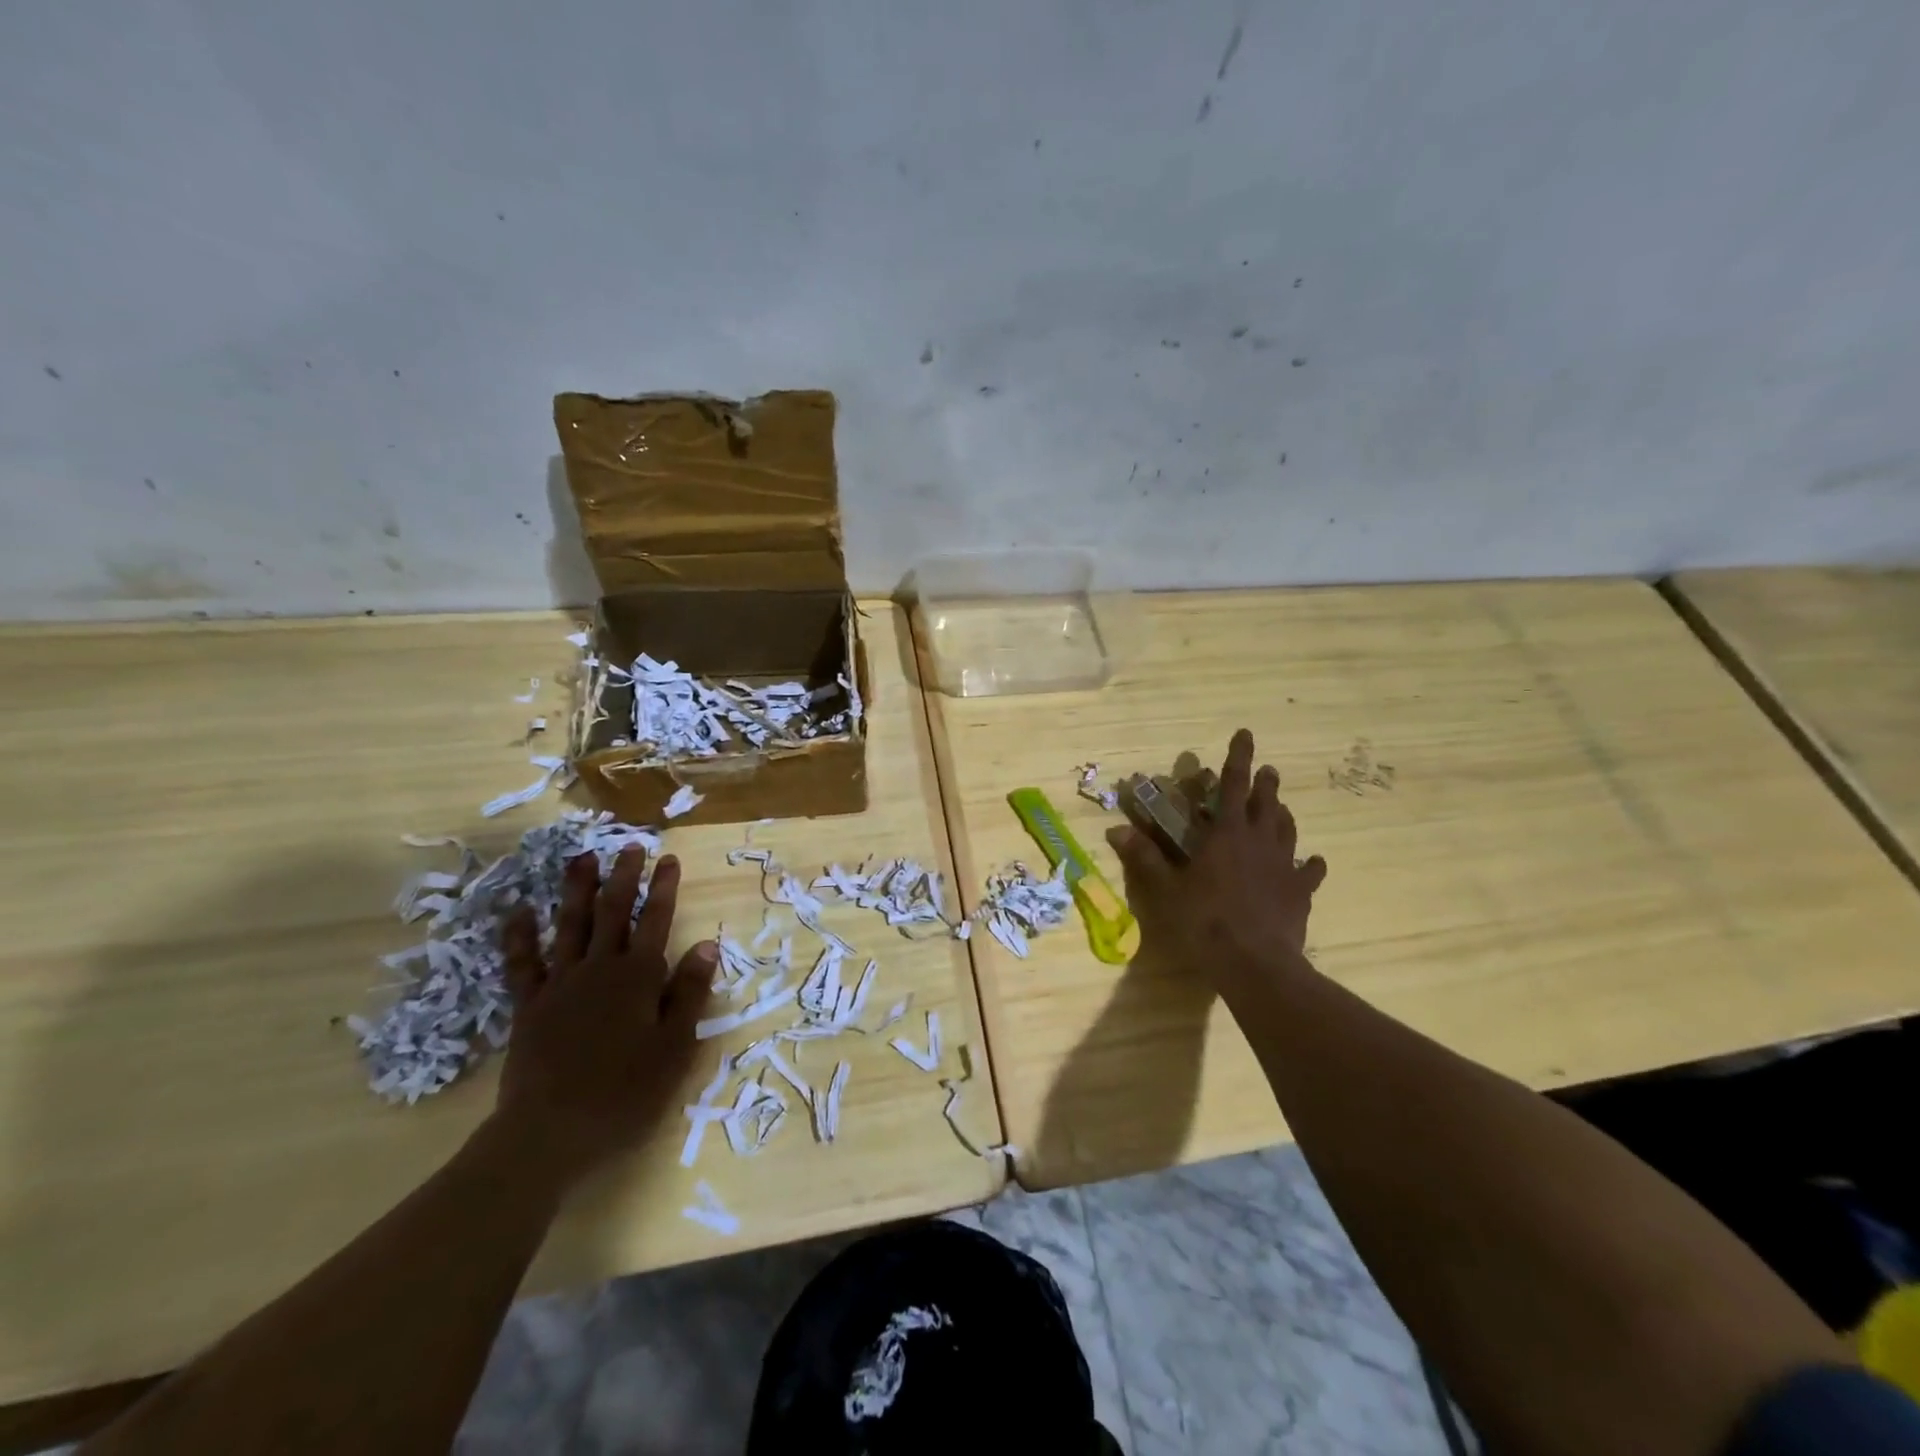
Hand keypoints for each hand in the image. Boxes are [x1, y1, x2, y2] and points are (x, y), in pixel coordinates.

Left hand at [495, 848, 716, 1189]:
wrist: (550, 1133)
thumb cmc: (625, 1093)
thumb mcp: (675, 1047)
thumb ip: (689, 993)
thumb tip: (707, 944)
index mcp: (638, 978)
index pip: (656, 921)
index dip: (663, 889)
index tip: (668, 858)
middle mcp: (599, 970)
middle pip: (612, 913)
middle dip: (623, 877)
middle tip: (628, 846)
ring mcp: (560, 986)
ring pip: (569, 927)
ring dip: (576, 891)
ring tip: (580, 858)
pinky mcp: (529, 1007)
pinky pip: (522, 965)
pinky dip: (519, 937)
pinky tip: (518, 913)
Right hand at [1107, 728, 1327, 992]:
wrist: (1255, 963)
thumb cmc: (1205, 921)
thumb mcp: (1166, 889)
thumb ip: (1144, 857)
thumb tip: (1115, 830)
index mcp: (1226, 834)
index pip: (1232, 785)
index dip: (1238, 757)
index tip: (1246, 734)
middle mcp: (1259, 841)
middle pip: (1266, 803)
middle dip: (1265, 783)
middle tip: (1268, 771)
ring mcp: (1284, 866)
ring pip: (1287, 830)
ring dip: (1283, 815)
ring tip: (1281, 807)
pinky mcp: (1299, 892)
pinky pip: (1309, 871)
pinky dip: (1309, 864)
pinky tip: (1312, 862)